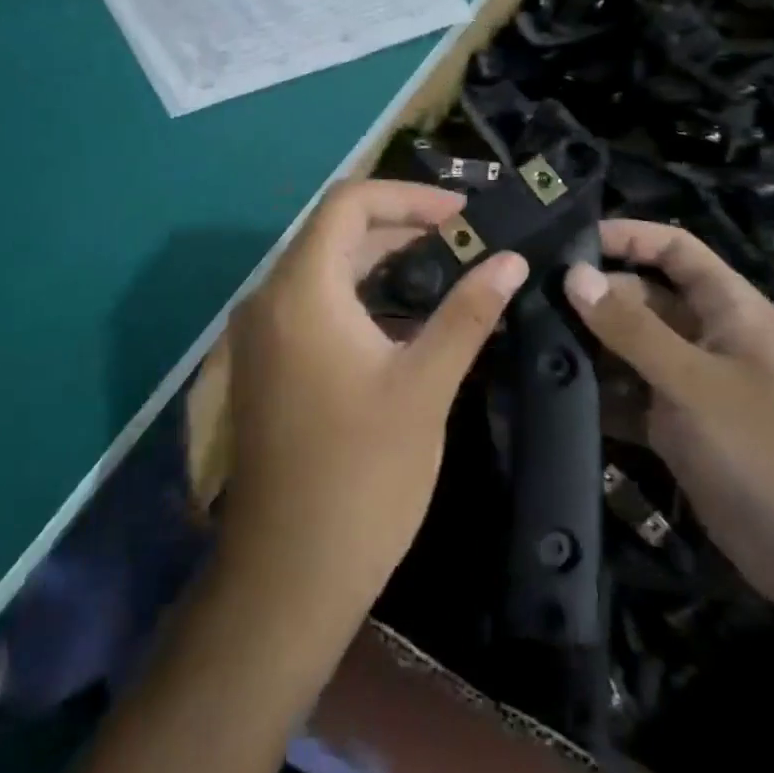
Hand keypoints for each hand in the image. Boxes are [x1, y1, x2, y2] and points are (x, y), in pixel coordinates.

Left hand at [220, 180, 527, 627]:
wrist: (288, 576)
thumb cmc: (362, 477)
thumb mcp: (424, 387)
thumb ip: (467, 314)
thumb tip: (511, 261)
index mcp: (303, 290)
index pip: (350, 203)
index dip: (409, 196)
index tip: (464, 213)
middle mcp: (270, 299)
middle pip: (335, 232)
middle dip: (401, 226)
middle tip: (464, 239)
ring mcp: (262, 334)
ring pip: (324, 268)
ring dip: (381, 261)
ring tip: (445, 269)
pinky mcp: (266, 364)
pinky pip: (313, 303)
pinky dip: (359, 295)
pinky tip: (404, 317)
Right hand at [564, 220, 773, 607]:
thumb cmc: (768, 450)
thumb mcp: (695, 382)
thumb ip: (631, 329)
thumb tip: (573, 276)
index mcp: (726, 308)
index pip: (672, 249)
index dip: (626, 236)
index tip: (567, 243)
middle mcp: (704, 336)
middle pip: (640, 297)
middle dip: (591, 297)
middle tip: (527, 300)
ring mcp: (687, 384)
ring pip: (626, 348)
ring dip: (586, 347)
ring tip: (524, 342)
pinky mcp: (672, 428)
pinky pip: (624, 396)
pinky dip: (593, 394)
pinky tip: (547, 393)